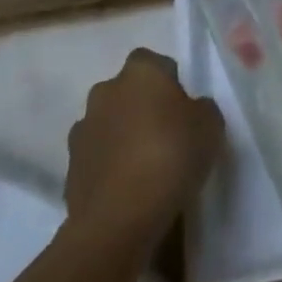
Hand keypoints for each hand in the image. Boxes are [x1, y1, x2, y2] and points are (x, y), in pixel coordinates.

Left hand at [64, 49, 223, 256]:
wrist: (119, 218)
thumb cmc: (171, 156)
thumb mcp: (211, 126)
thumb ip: (202, 109)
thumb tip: (191, 110)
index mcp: (140, 72)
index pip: (154, 63)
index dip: (169, 83)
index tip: (183, 110)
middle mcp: (106, 91)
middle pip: (127, 92)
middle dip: (142, 108)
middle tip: (166, 137)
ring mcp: (82, 129)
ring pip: (109, 124)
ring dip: (122, 137)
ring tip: (145, 168)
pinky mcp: (70, 168)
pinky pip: (96, 158)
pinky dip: (109, 168)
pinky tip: (127, 191)